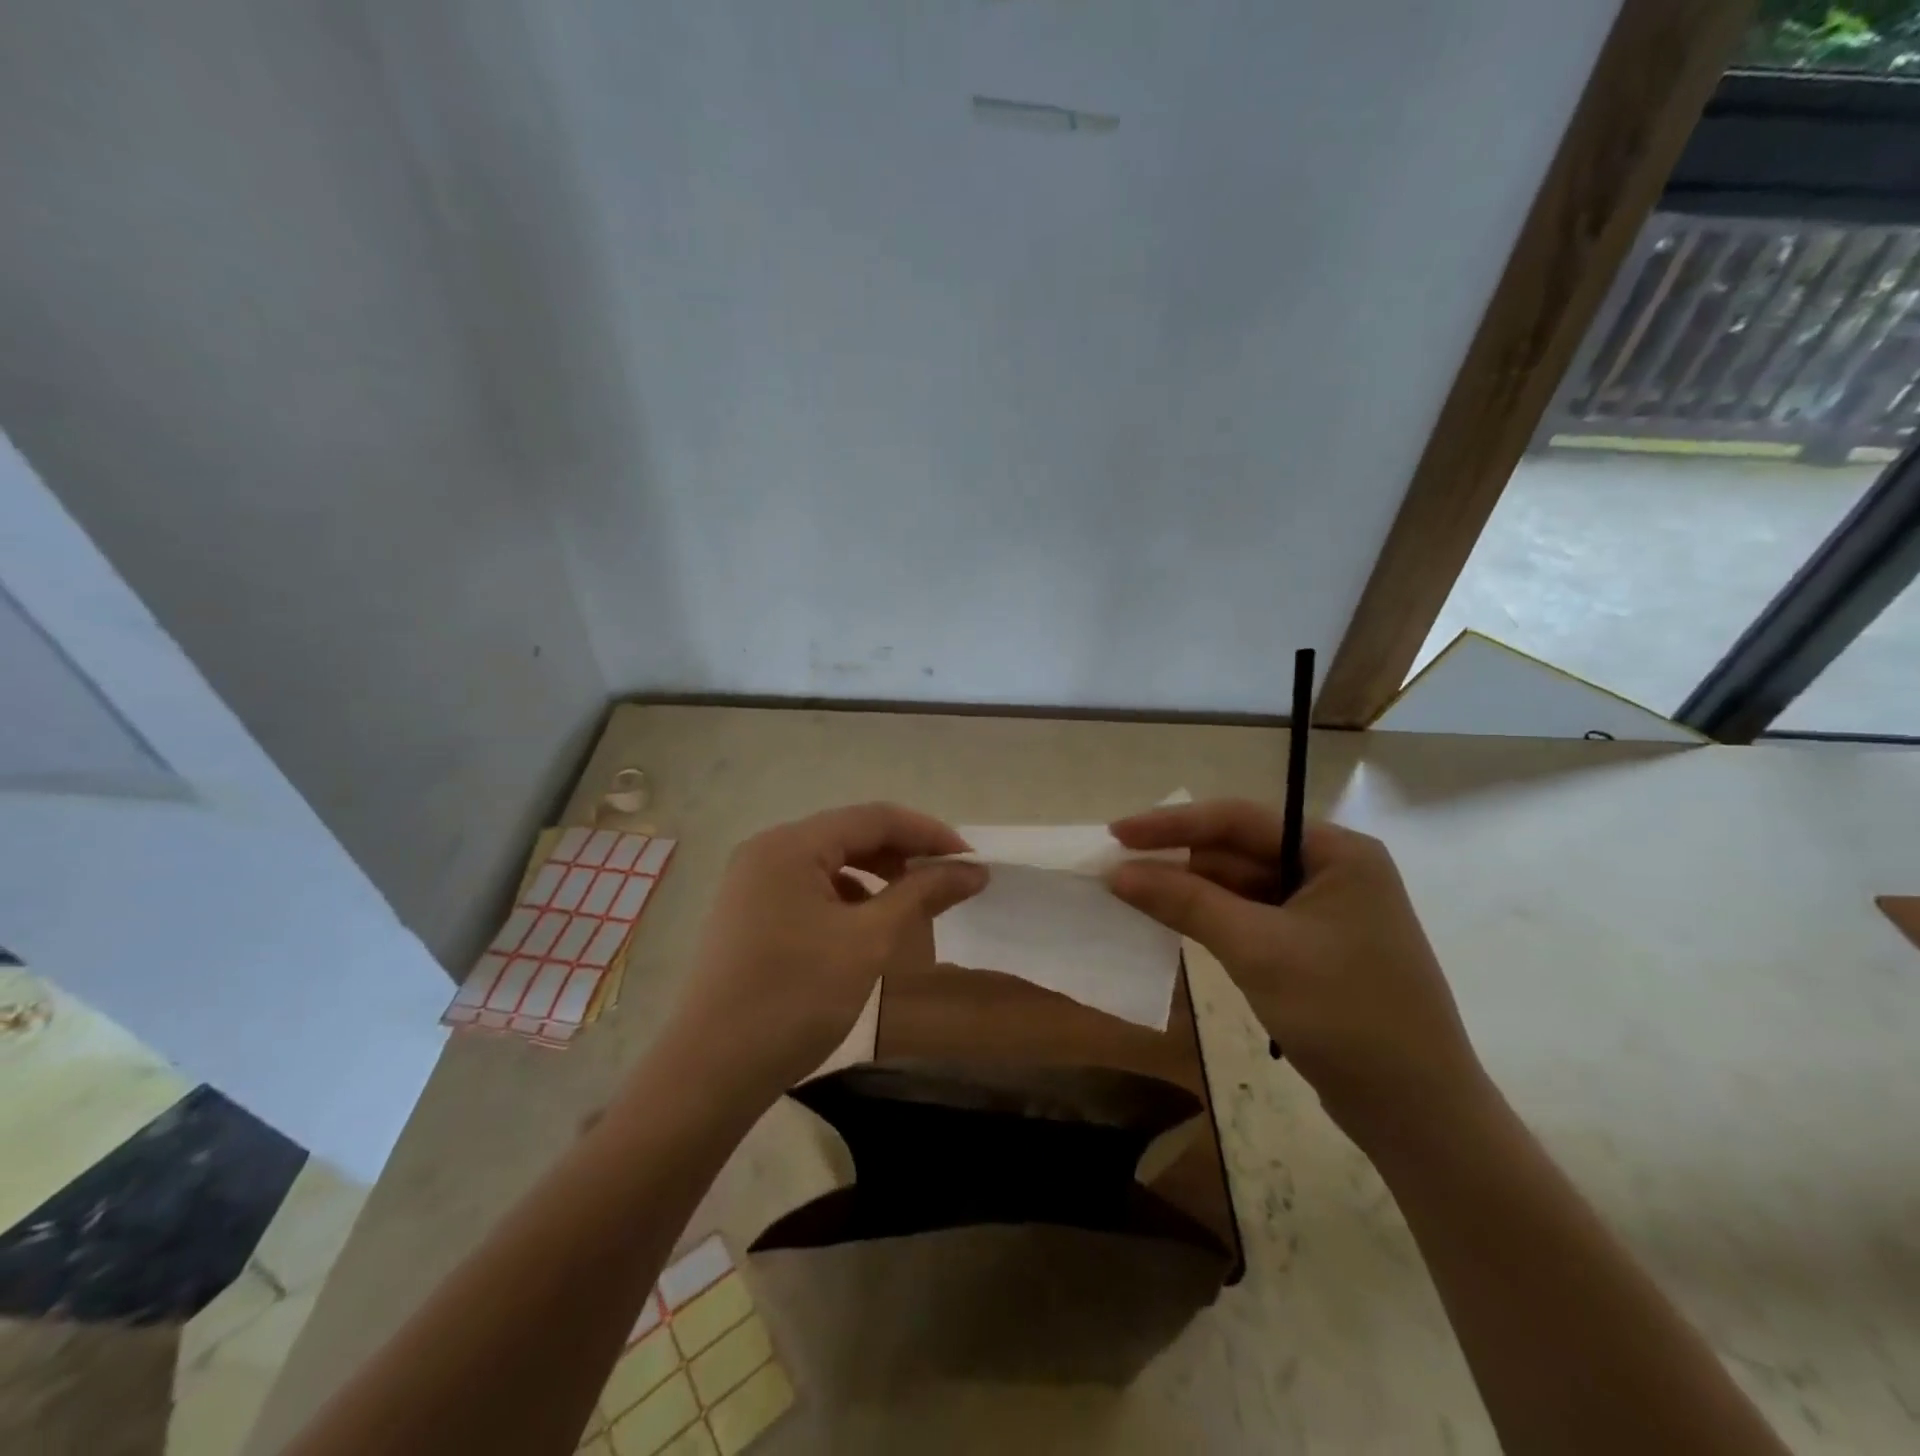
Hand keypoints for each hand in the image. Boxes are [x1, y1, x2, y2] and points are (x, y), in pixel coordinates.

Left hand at [664, 803, 986, 1105]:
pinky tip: (865, 928)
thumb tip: (973, 869)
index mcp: (791, 845)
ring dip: (877, 877)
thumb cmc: (795, 998)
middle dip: (903, 855)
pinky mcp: (748, 914)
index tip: (972, 860)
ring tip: (912, 904)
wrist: (710, 1073)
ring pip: (830, 863)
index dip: (929, 834)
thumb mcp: (869, 941)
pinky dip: (847, 899)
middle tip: (947, 882)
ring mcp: (752, 883)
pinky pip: (810, 889)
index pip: (875, 818)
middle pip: (850, 835)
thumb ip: (922, 894)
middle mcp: (767, 851)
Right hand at [1108, 799, 1485, 1146]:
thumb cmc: (1344, 1013)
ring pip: (1242, 887)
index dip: (1173, 824)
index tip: (1118, 833)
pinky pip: (1252, 918)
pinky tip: (1176, 924)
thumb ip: (1186, 901)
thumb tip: (1118, 872)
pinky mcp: (1316, 949)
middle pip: (1240, 851)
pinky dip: (1213, 920)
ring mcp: (1326, 913)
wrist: (1418, 1114)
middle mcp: (1334, 871)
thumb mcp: (1257, 949)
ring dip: (1192, 891)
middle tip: (1118, 870)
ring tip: (1134, 896)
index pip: (1240, 821)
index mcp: (1336, 852)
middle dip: (1180, 860)